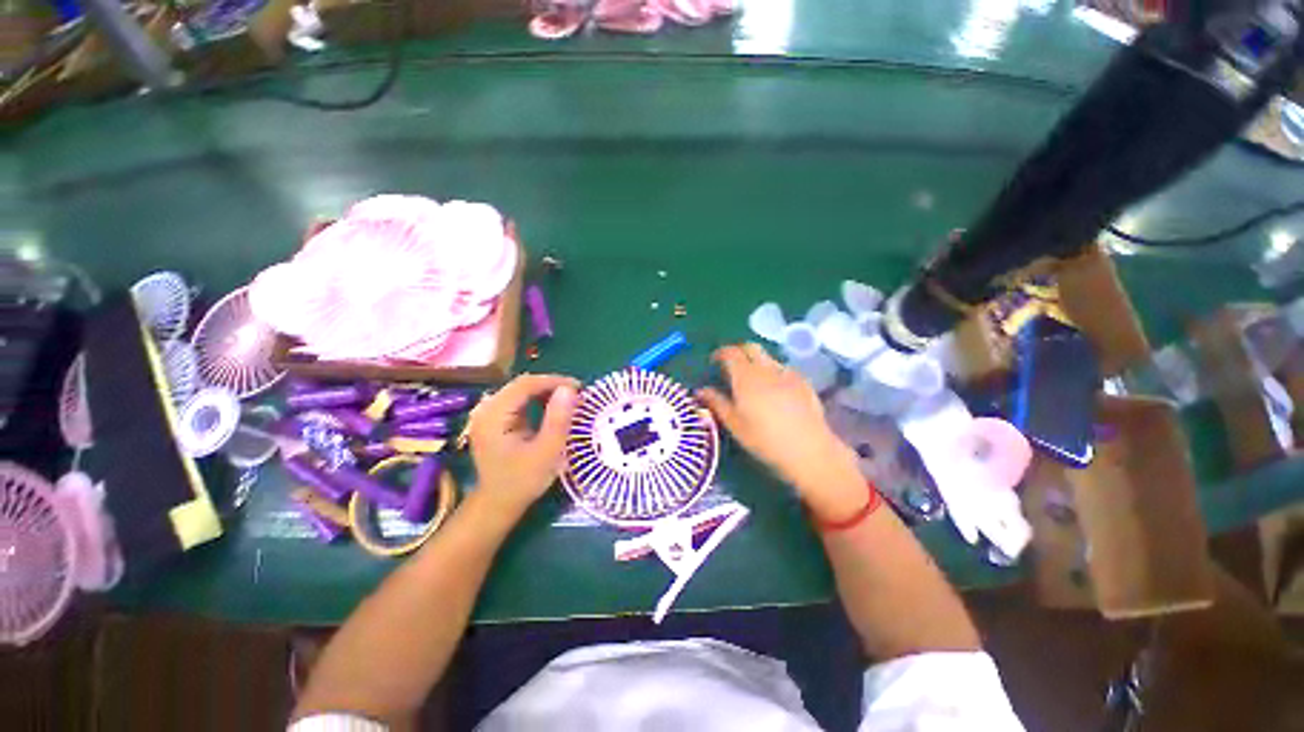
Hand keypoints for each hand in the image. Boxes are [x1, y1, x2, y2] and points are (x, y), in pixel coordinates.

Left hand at [468, 374, 579, 517]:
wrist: (499, 503)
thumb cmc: (523, 481)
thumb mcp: (547, 452)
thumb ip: (558, 419)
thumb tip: (569, 389)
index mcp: (493, 416)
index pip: (525, 385)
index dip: (554, 381)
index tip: (579, 388)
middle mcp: (486, 408)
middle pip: (522, 384)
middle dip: (552, 385)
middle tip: (577, 394)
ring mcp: (489, 412)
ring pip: (522, 389)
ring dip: (546, 391)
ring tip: (569, 400)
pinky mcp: (495, 417)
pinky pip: (519, 399)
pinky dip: (538, 399)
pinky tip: (553, 406)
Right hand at [698, 344, 861, 514]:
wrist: (808, 450)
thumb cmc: (764, 440)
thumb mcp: (734, 424)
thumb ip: (717, 403)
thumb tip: (701, 390)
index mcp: (746, 377)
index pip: (730, 353)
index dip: (720, 353)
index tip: (714, 361)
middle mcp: (766, 369)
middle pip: (751, 347)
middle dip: (739, 351)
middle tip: (731, 366)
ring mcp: (787, 373)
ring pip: (768, 357)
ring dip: (756, 362)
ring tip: (753, 380)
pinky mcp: (803, 382)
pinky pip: (783, 369)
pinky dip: (773, 372)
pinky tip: (774, 391)